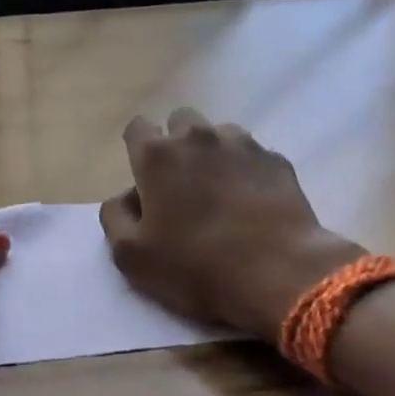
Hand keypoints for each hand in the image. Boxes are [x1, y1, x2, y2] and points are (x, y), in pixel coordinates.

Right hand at [99, 108, 363, 342]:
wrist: (279, 275)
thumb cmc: (195, 266)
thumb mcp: (131, 255)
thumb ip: (115, 217)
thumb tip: (125, 198)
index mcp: (157, 156)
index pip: (137, 128)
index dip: (138, 149)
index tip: (145, 178)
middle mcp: (198, 137)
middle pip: (180, 120)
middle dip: (176, 143)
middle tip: (181, 184)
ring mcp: (242, 145)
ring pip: (219, 133)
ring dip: (213, 153)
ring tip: (220, 191)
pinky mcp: (277, 160)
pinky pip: (252, 154)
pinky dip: (246, 170)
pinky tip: (252, 202)